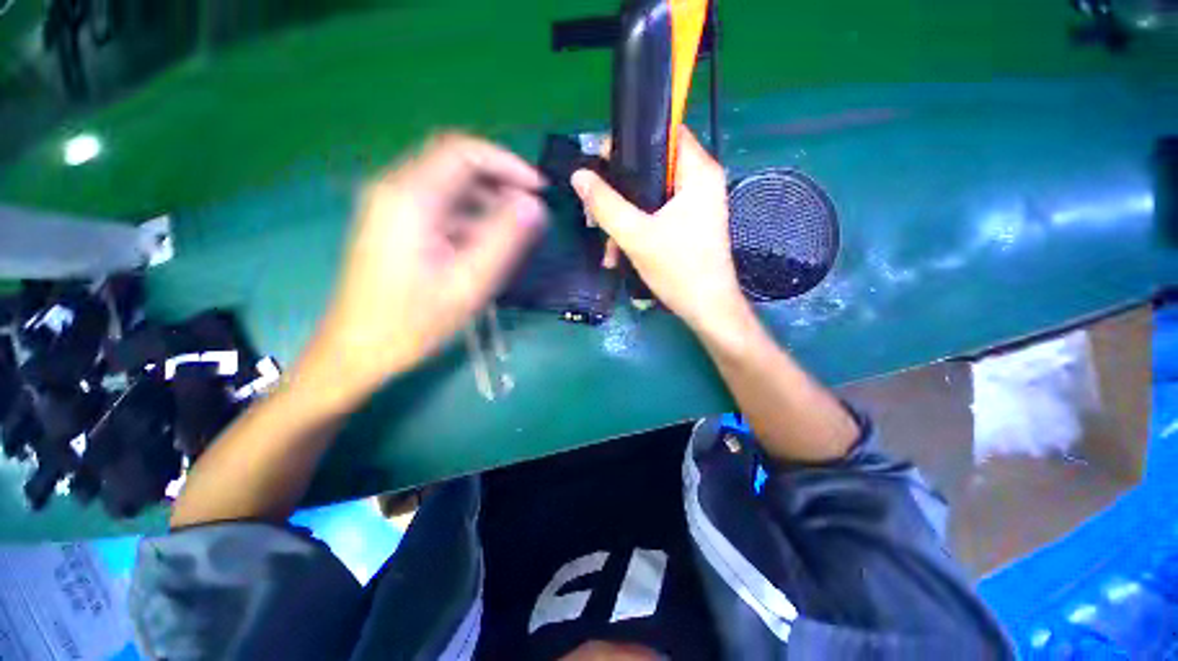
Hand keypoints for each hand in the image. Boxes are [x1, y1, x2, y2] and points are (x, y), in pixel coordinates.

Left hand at [302, 133, 545, 408]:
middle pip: (455, 163)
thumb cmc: (413, 322)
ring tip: (515, 229)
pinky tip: (486, 242)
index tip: (539, 190)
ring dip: (487, 199)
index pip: (465, 152)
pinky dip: (470, 214)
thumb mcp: (468, 283)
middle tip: (531, 212)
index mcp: (411, 198)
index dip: (508, 164)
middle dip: (500, 181)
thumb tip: (535, 207)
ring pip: (449, 184)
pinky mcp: (394, 223)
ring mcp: (391, 205)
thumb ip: (505, 240)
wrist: (357, 349)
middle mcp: (396, 189)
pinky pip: (440, 205)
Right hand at [570, 127, 744, 331]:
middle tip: (594, 214)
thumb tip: (579, 176)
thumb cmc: (678, 270)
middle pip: (651, 169)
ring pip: (649, 197)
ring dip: (623, 220)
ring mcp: (695, 206)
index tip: (599, 164)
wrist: (707, 310)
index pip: (662, 134)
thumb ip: (605, 205)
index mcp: (698, 172)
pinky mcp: (688, 225)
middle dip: (618, 193)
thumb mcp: (636, 236)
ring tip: (607, 247)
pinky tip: (618, 255)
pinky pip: (655, 216)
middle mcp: (700, 182)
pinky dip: (636, 231)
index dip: (628, 143)